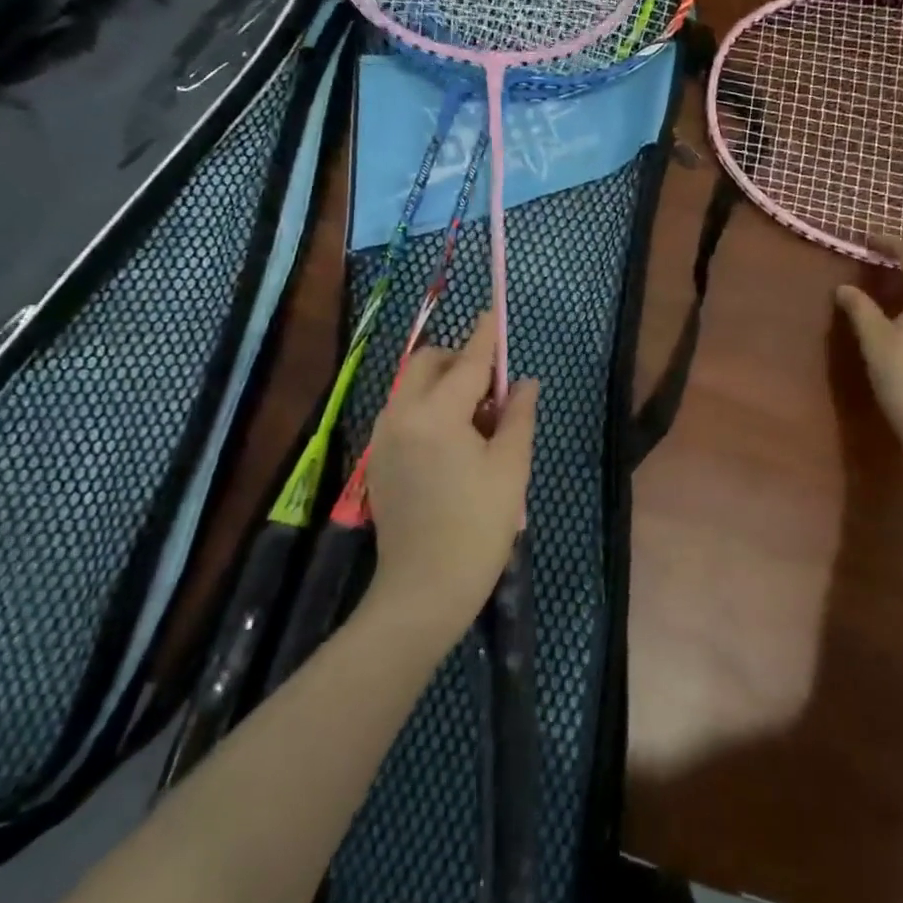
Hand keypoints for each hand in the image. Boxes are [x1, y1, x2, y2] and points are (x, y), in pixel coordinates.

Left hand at [362, 313, 539, 635]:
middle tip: (492, 389)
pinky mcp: (378, 457)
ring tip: (476, 420)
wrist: (423, 590)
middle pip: (428, 362)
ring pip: (412, 386)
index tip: (494, 313)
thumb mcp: (510, 468)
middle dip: (460, 360)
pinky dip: (428, 407)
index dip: (486, 336)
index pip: (468, 361)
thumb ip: (518, 415)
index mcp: (437, 414)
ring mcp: (383, 436)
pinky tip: (452, 441)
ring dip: (443, 384)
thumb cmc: (477, 527)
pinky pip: (404, 411)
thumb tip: (523, 383)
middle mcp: (401, 414)